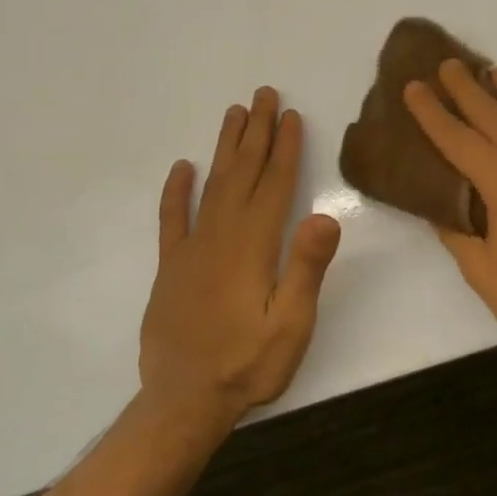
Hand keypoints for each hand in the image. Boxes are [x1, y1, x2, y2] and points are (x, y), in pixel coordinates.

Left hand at [138, 87, 341, 433]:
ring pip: (211, 186)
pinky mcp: (171, 268)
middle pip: (242, 173)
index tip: (289, 114)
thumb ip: (306, 268)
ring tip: (233, 114)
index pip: (273, 185)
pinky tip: (182, 168)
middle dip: (255, 132)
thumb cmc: (248, 364)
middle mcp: (220, 237)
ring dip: (224, 148)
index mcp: (254, 246)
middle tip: (263, 94)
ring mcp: (191, 250)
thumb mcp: (292, 324)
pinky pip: (172, 219)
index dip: (284, 148)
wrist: (184, 401)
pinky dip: (176, 191)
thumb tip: (326, 214)